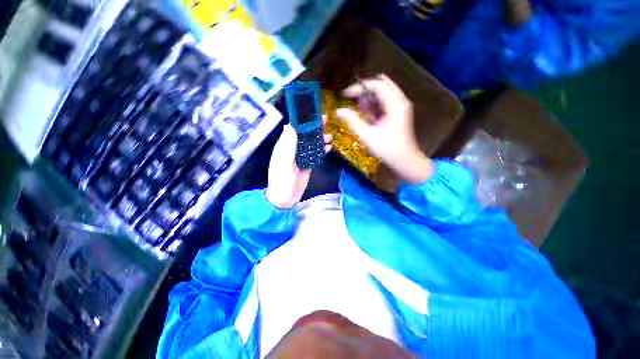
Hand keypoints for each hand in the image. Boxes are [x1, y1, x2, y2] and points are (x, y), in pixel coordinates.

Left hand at [265, 124, 332, 208]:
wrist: (285, 198)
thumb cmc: (282, 180)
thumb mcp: (283, 161)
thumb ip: (287, 144)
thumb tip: (290, 125)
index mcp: (285, 145)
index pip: (294, 128)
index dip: (303, 119)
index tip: (313, 113)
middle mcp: (293, 148)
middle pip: (305, 134)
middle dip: (315, 127)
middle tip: (326, 121)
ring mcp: (301, 156)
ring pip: (312, 143)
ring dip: (320, 139)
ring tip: (330, 137)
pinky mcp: (308, 164)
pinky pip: (315, 154)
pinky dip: (322, 150)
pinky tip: (329, 148)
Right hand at [337, 74, 432, 183]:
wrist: (405, 161)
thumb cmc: (387, 149)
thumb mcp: (367, 136)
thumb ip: (352, 121)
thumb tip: (338, 111)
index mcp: (395, 104)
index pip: (376, 84)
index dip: (359, 87)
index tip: (345, 95)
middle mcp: (400, 100)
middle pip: (380, 86)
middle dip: (365, 93)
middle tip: (354, 105)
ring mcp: (401, 106)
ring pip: (382, 94)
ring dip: (369, 101)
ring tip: (362, 115)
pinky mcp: (399, 113)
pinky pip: (385, 103)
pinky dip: (374, 107)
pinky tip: (369, 118)